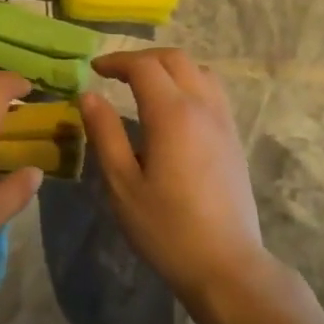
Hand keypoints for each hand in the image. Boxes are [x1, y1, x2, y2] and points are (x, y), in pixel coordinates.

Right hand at [79, 49, 265, 302]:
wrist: (226, 265)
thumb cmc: (166, 228)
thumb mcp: (122, 184)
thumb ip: (105, 134)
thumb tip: (89, 95)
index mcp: (172, 114)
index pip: (143, 66)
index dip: (116, 61)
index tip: (94, 69)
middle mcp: (202, 107)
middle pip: (175, 59)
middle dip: (142, 59)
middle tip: (115, 74)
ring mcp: (224, 121)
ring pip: (199, 70)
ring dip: (169, 67)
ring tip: (145, 86)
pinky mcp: (234, 138)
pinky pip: (212, 91)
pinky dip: (189, 83)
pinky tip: (173, 109)